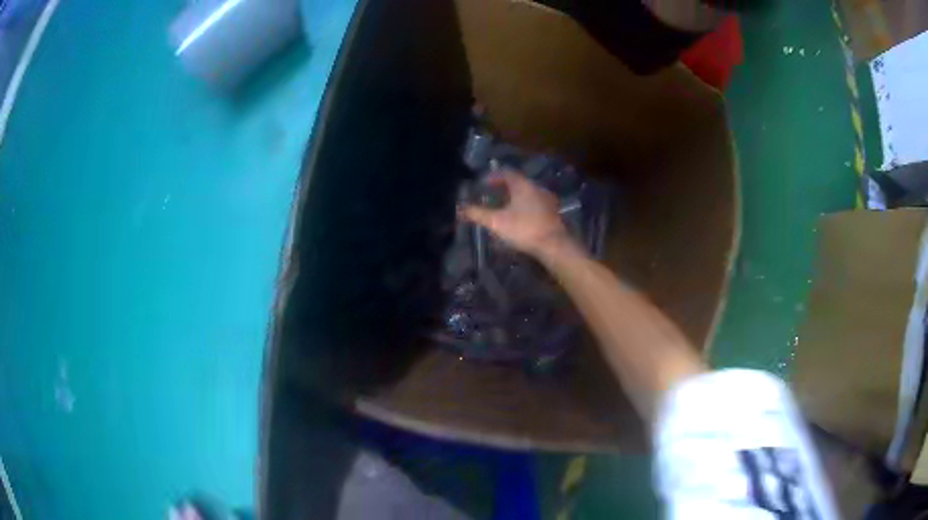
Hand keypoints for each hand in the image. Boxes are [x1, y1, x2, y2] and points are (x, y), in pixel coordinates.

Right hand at [460, 170, 573, 257]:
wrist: (554, 246)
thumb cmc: (524, 229)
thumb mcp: (496, 221)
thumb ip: (477, 213)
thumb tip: (459, 208)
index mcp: (522, 185)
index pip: (506, 173)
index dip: (493, 176)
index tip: (483, 183)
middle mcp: (536, 188)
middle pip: (517, 183)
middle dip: (502, 188)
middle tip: (490, 195)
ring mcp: (546, 200)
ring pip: (526, 194)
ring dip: (514, 198)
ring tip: (502, 208)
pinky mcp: (552, 214)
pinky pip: (534, 204)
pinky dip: (523, 207)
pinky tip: (518, 219)